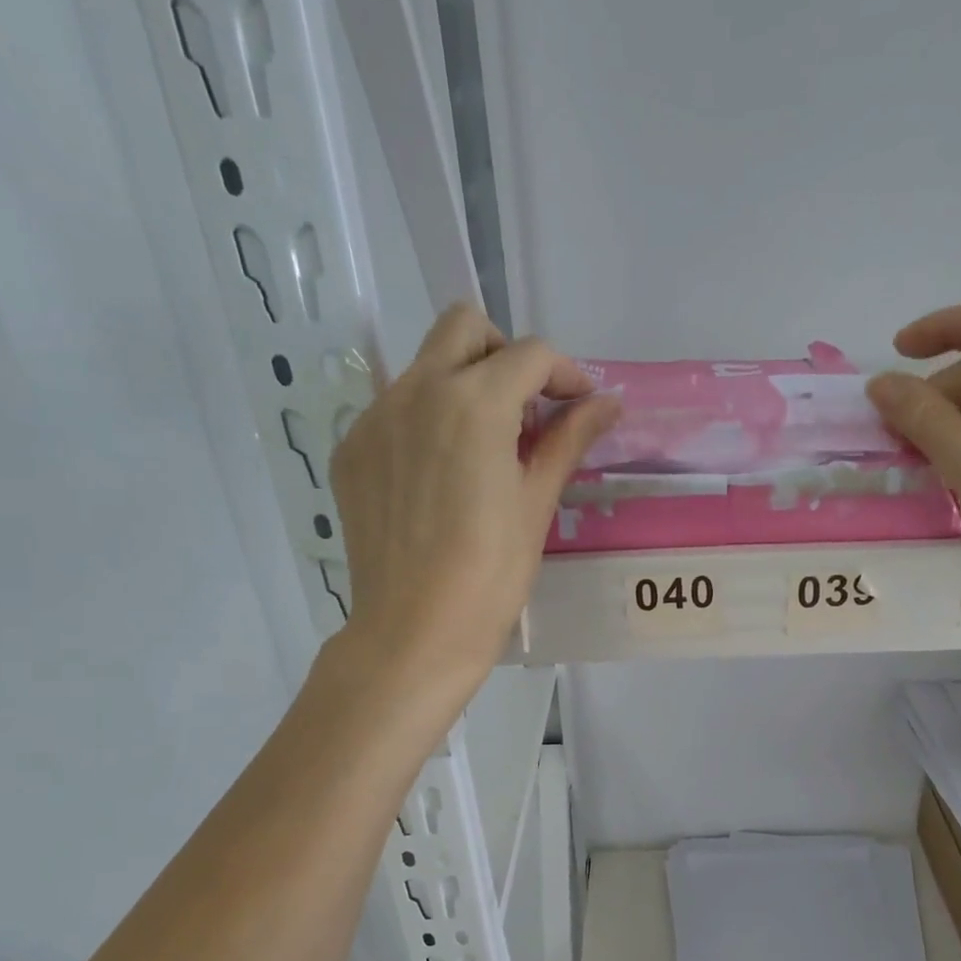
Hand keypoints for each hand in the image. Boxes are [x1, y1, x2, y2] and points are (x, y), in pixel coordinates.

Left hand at [325, 304, 617, 704]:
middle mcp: (416, 391)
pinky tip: (442, 476)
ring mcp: (374, 418)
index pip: (529, 354)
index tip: (579, 407)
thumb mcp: (537, 503)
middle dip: (505, 355)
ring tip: (486, 447)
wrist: (414, 632)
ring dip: (464, 384)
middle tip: (528, 409)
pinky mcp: (352, 449)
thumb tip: (608, 404)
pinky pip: (394, 409)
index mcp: (473, 403)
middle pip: (464, 328)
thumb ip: (569, 440)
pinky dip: (428, 421)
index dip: (565, 374)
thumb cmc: (491, 574)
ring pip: (424, 366)